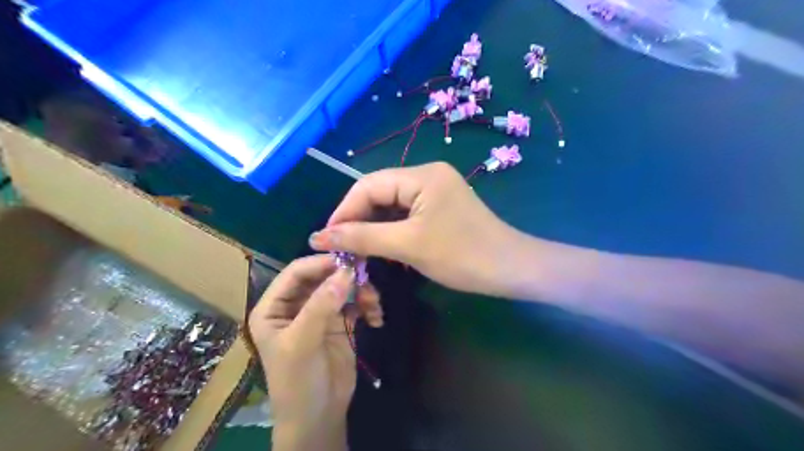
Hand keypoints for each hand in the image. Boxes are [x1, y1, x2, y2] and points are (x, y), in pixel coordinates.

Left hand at [250, 255, 383, 448]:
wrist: (320, 415)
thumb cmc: (298, 381)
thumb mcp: (302, 343)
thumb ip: (321, 306)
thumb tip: (346, 272)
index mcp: (274, 306)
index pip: (296, 273)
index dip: (320, 263)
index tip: (348, 260)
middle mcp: (296, 305)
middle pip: (322, 277)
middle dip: (345, 276)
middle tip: (367, 275)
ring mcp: (320, 312)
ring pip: (342, 287)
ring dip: (360, 291)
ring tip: (373, 303)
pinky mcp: (340, 322)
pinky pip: (356, 303)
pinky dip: (368, 305)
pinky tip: (376, 318)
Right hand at [309, 161, 522, 295]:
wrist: (512, 270)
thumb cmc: (462, 255)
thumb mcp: (408, 245)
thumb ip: (361, 237)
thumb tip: (318, 236)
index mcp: (421, 175)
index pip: (368, 185)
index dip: (343, 211)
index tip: (326, 239)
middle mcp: (427, 176)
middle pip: (379, 193)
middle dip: (357, 220)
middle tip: (340, 249)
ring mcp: (435, 192)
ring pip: (391, 206)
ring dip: (373, 228)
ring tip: (356, 251)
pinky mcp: (440, 208)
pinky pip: (406, 215)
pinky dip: (391, 231)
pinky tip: (381, 248)